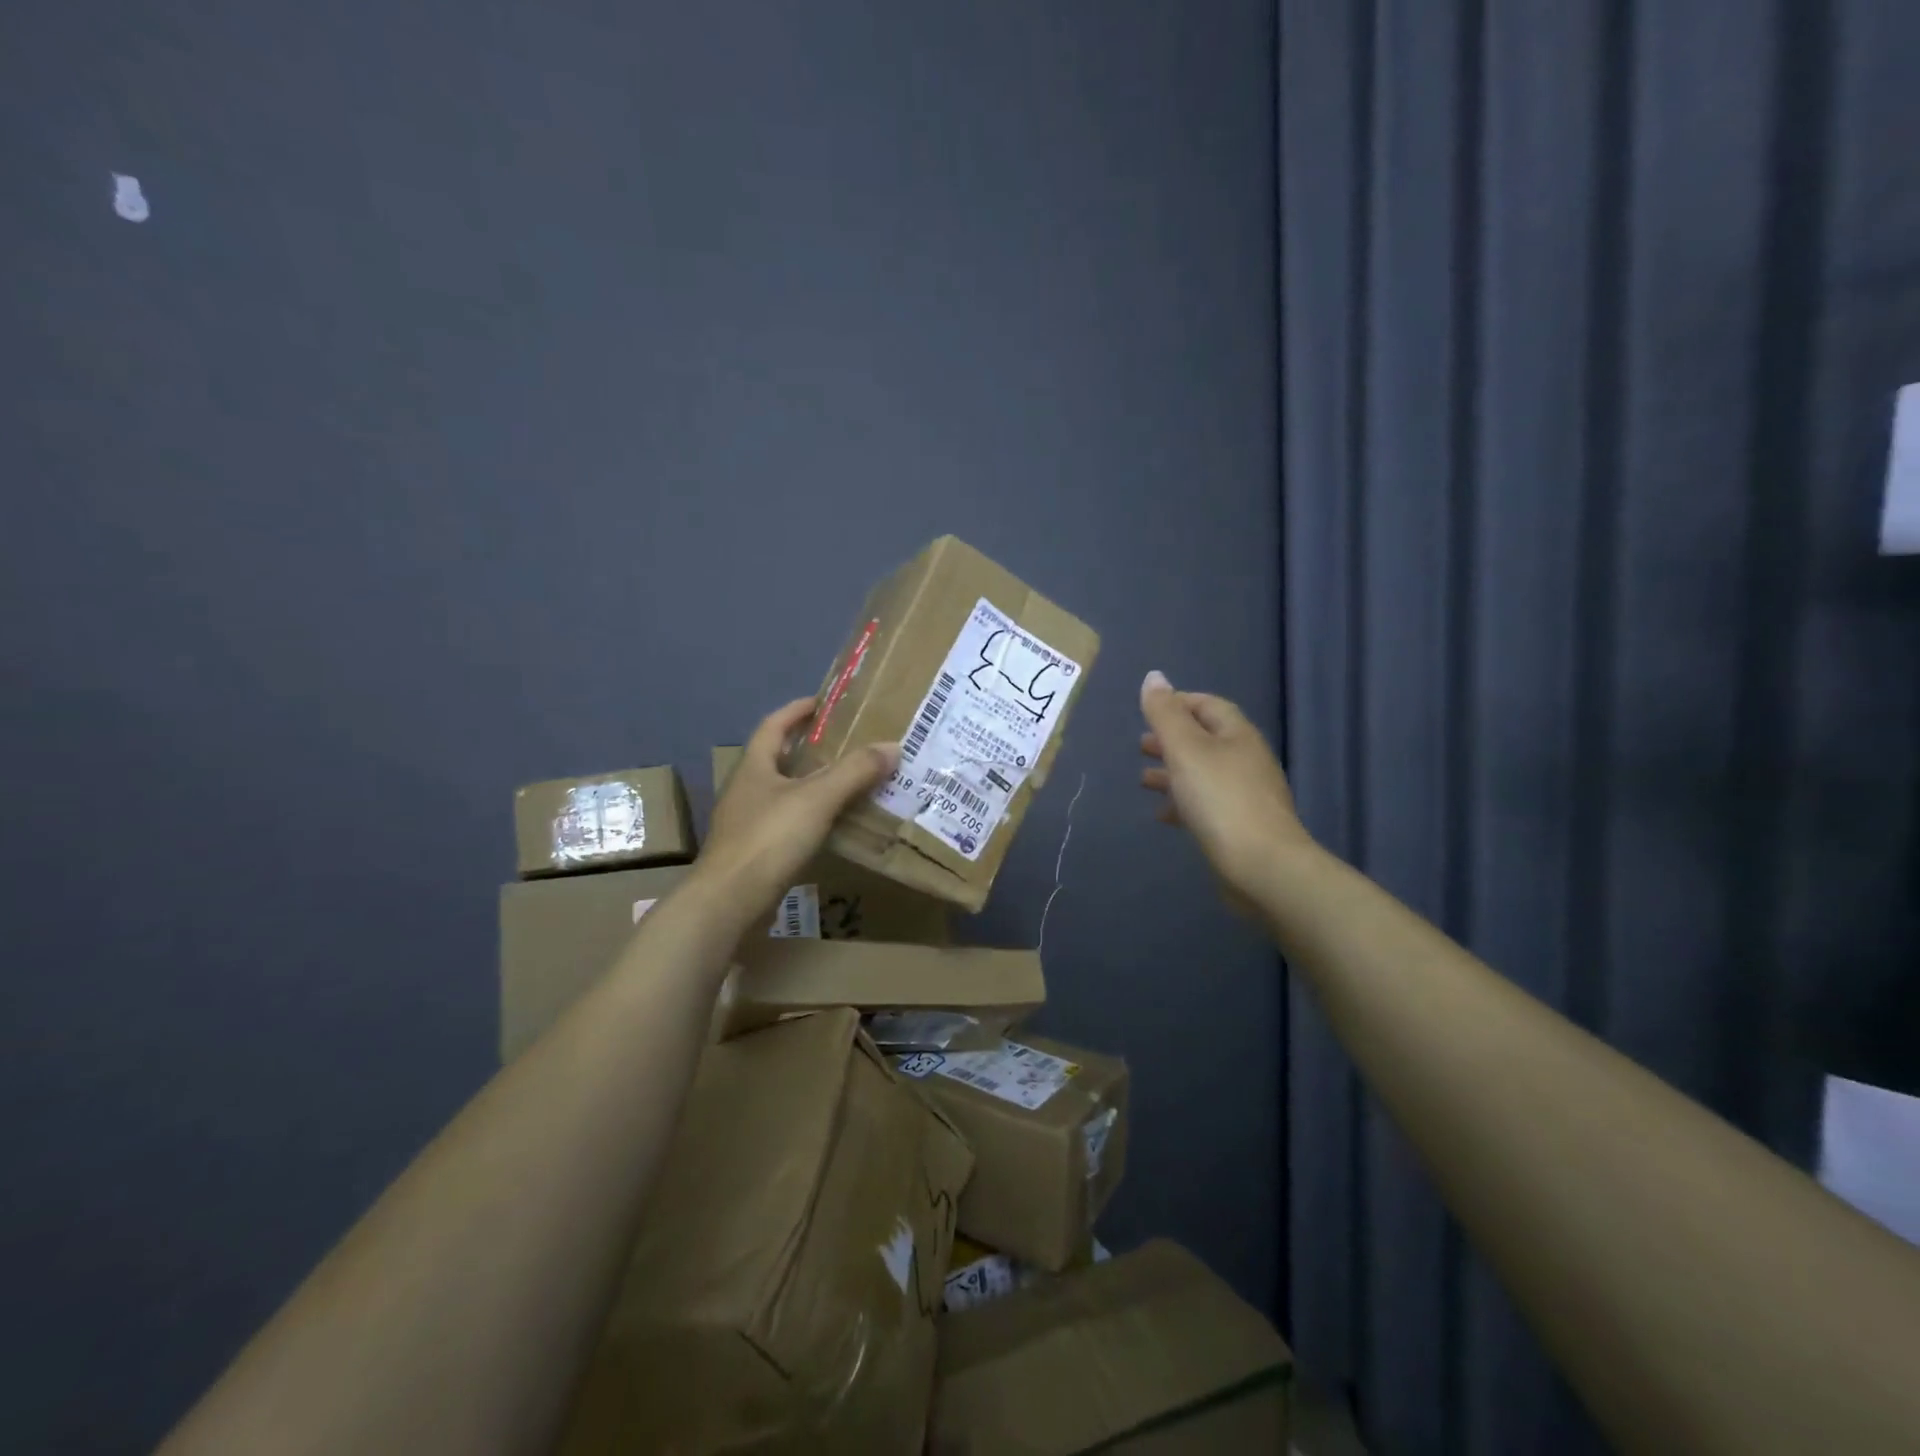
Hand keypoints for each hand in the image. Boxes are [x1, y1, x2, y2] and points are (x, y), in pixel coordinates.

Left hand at [695, 696, 898, 923]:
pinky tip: (833, 826)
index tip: (824, 703)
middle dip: (810, 748)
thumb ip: (854, 771)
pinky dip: (811, 817)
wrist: (728, 901)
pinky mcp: (754, 852)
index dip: (797, 710)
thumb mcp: (817, 799)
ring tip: (849, 783)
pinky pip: (788, 823)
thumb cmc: (768, 839)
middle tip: (847, 744)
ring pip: (784, 793)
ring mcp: (747, 822)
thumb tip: (892, 746)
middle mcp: (746, 789)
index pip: (774, 725)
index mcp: (754, 766)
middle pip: (778, 758)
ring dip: (813, 784)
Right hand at [1139, 670, 1311, 901]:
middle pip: (1205, 740)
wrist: (1263, 867)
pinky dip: (1182, 803)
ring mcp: (1246, 795)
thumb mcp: (1186, 749)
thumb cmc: (1221, 800)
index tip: (1148, 711)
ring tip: (1142, 780)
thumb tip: (1154, 676)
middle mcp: (1246, 760)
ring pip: (1203, 774)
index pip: (1209, 705)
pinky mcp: (1240, 827)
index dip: (1179, 703)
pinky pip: (1206, 805)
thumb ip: (1166, 714)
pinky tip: (1162, 815)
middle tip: (1141, 745)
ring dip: (1173, 772)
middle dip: (1172, 740)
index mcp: (1237, 735)